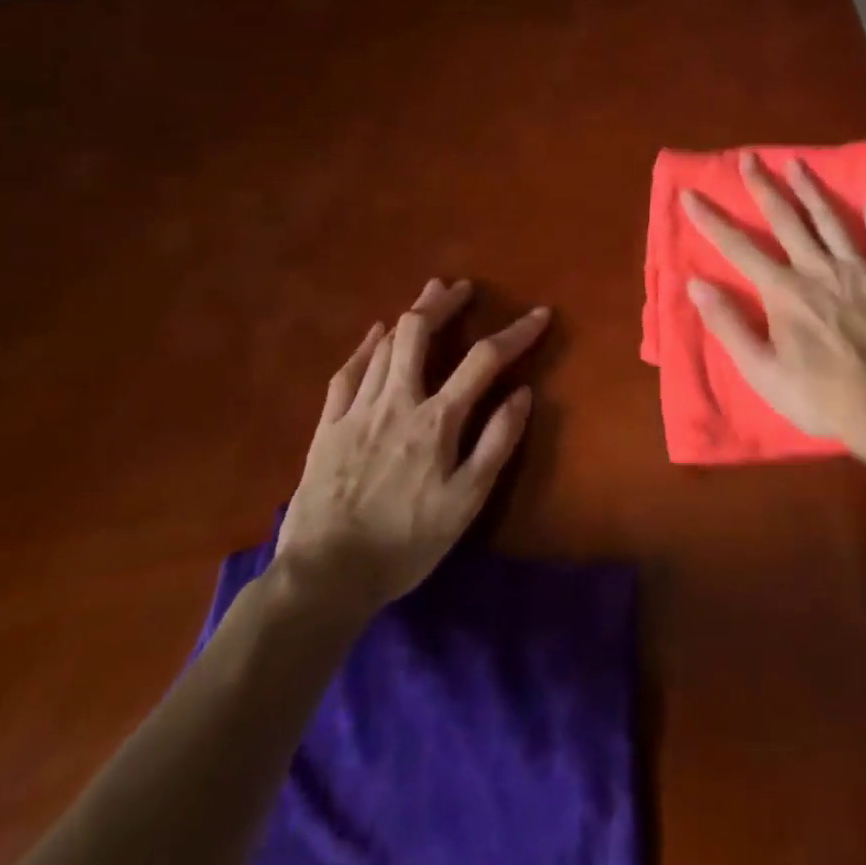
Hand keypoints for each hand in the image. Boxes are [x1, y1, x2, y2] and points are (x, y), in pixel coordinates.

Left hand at [273, 279, 549, 625]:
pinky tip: (375, 334)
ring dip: (410, 315)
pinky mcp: (328, 426)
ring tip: (428, 295)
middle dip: (444, 303)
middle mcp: (397, 401)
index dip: (516, 332)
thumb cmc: (406, 542)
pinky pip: (347, 373)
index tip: (540, 313)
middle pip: (419, 333)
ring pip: (385, 345)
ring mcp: (357, 410)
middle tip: (462, 288)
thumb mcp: (467, 502)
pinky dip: (366, 347)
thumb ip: (497, 443)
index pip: (484, 360)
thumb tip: (523, 393)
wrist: (325, 576)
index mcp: (436, 420)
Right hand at [681, 153, 865, 469]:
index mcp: (784, 291)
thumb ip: (730, 325)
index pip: (738, 248)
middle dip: (763, 187)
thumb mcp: (762, 371)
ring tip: (797, 163)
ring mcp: (857, 271)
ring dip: (811, 190)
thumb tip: (697, 284)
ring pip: (830, 220)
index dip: (711, 220)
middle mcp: (817, 269)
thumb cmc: (819, 395)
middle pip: (786, 220)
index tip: (691, 194)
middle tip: (748, 158)